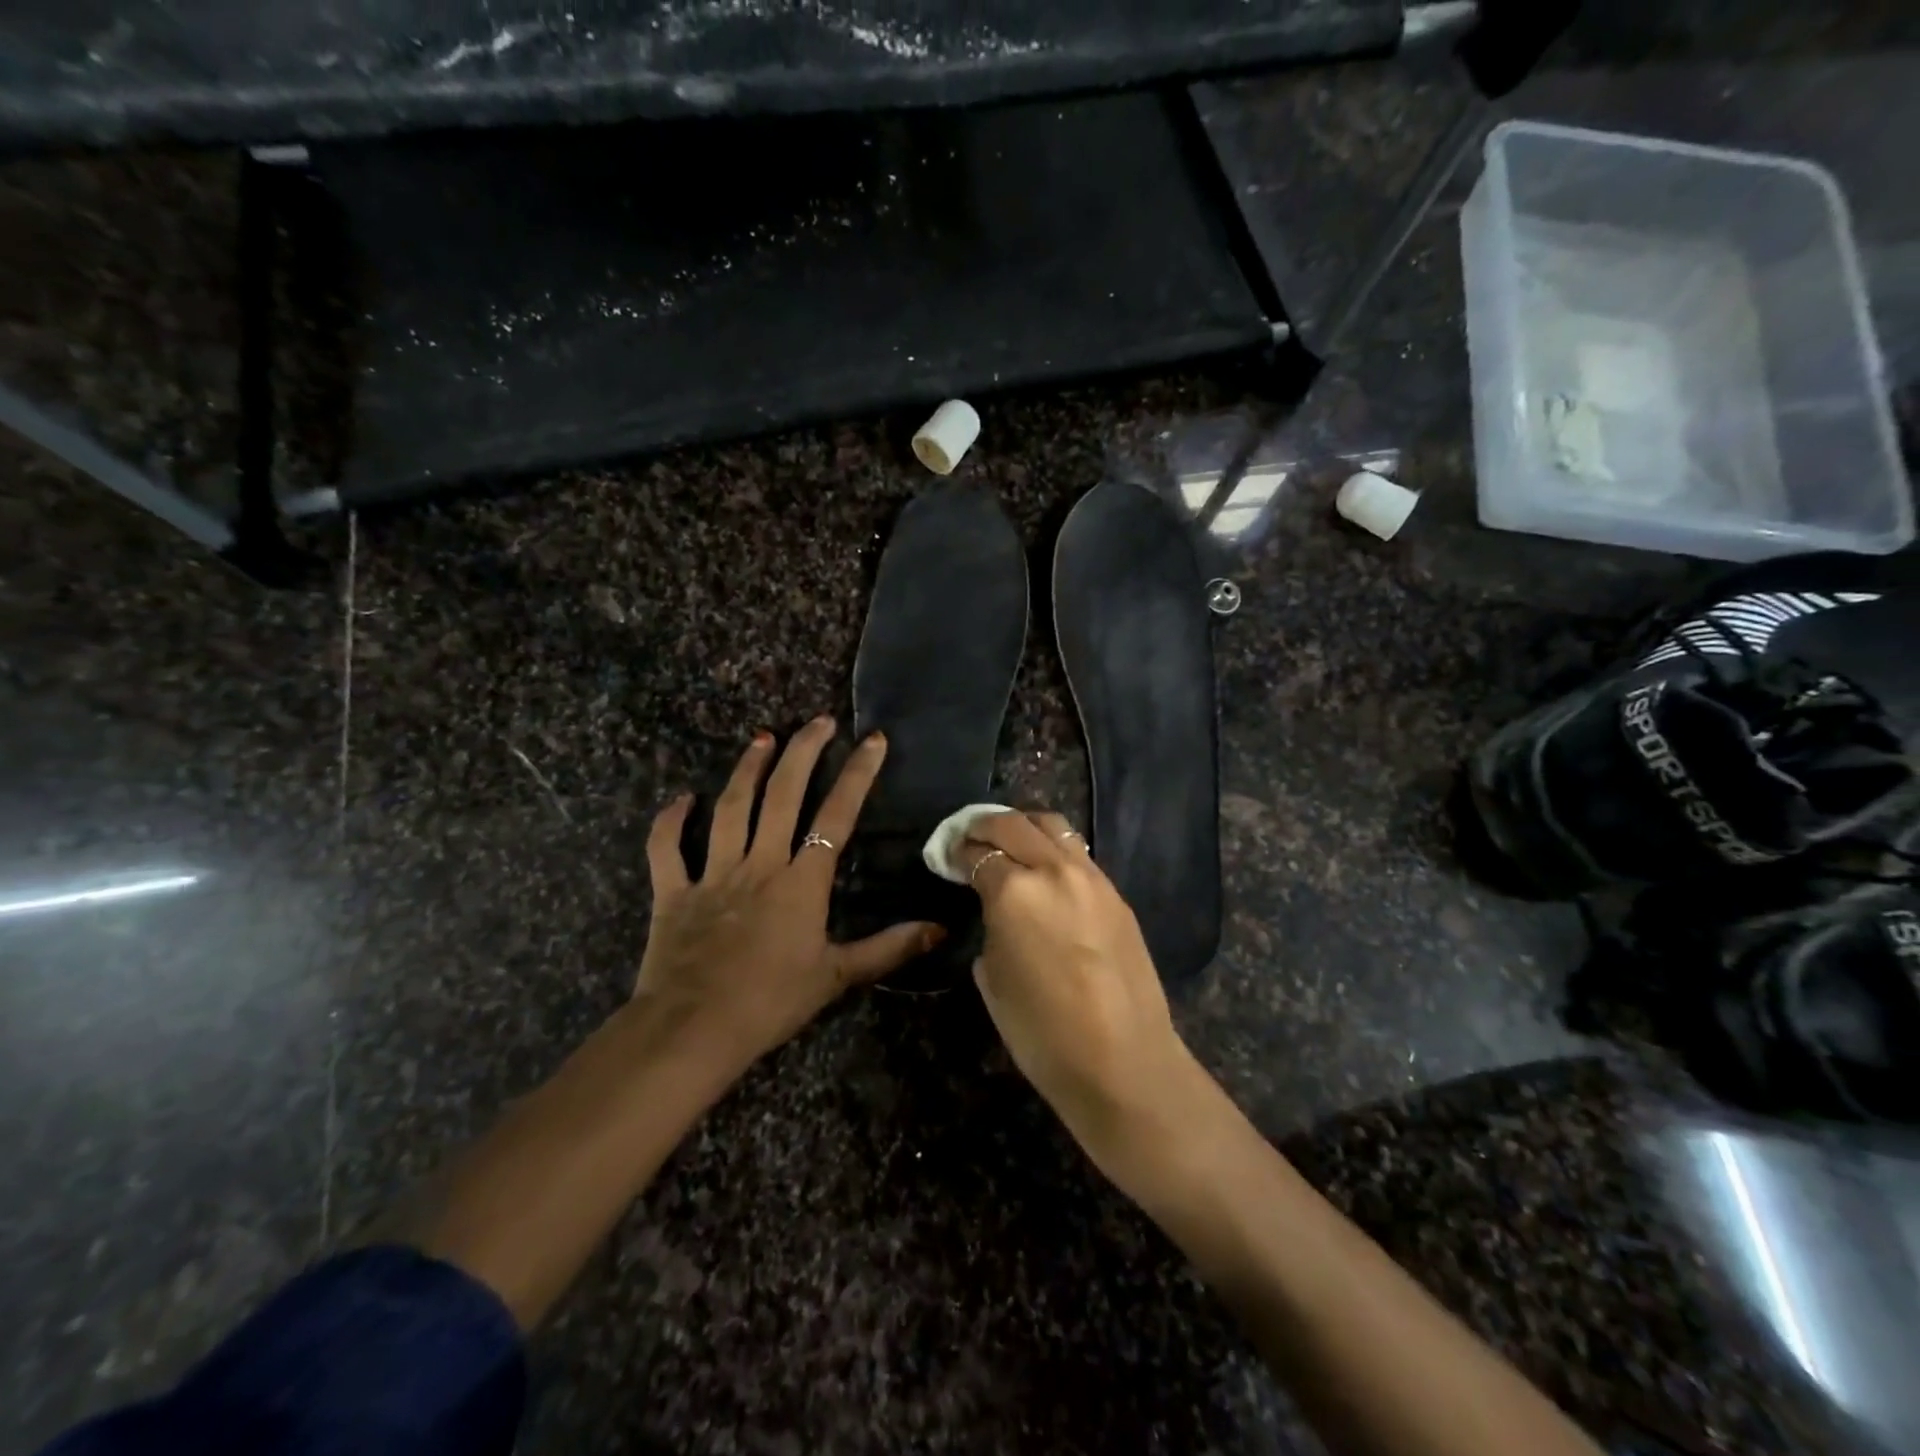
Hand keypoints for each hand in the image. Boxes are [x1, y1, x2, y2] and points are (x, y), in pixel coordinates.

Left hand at [639, 717, 943, 1074]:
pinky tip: (680, 799)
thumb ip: (889, 947)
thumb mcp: (837, 975)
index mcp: (801, 882)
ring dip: (746, 770)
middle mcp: (759, 864)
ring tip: (762, 738)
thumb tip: (941, 928)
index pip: (836, 816)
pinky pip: (666, 849)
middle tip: (817, 721)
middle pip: (782, 796)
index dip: (857, 775)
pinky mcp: (673, 891)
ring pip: (729, 809)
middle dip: (802, 752)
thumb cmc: (771, 1002)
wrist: (693, 1030)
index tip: (872, 740)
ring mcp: (713, 874)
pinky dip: (670, 821)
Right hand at [960, 810, 1197, 1158]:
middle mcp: (1053, 870)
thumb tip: (995, 910)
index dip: (956, 852)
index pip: (977, 853)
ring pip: (1052, 826)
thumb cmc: (1042, 1033)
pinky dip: (1054, 849)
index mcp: (1014, 892)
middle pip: (1013, 824)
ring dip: (1023, 827)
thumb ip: (990, 927)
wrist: (1123, 1062)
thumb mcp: (992, 977)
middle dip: (983, 825)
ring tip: (1009, 843)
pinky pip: (1077, 853)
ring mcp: (1091, 877)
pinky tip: (1046, 871)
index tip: (946, 856)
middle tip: (968, 837)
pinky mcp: (1116, 893)